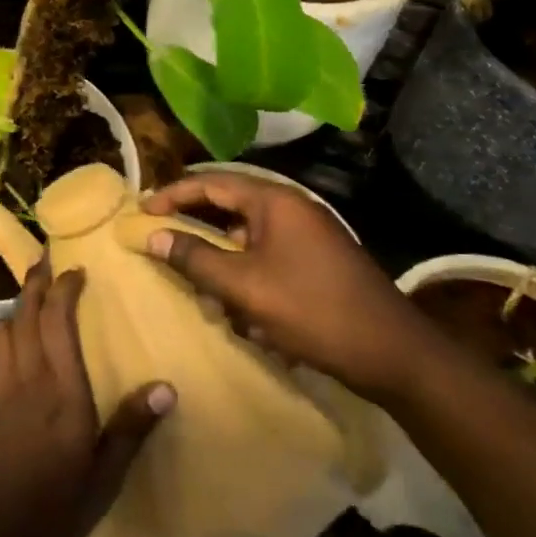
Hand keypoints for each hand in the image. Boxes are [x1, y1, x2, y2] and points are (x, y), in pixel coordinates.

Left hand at [0, 259, 174, 536]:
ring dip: (18, 306)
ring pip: (5, 330)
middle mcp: (27, 378)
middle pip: (26, 314)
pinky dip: (7, 334)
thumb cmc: (51, 511)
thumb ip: (131, 429)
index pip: (58, 320)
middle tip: (44, 260)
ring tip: (31, 295)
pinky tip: (14, 343)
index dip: (64, 288)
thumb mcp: (104, 479)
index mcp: (61, 391)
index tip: (76, 270)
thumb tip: (167, 386)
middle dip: (34, 282)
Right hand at [142, 171, 436, 403]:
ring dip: (221, 260)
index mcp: (274, 200)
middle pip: (228, 206)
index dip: (172, 194)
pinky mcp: (316, 261)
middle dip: (195, 229)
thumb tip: (152, 235)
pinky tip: (242, 313)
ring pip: (246, 236)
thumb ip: (195, 258)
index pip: (210, 183)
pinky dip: (246, 276)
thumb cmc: (313, 310)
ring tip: (202, 289)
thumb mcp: (244, 286)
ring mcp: (307, 234)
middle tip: (162, 243)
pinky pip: (267, 257)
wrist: (394, 353)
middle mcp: (291, 208)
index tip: (142, 210)